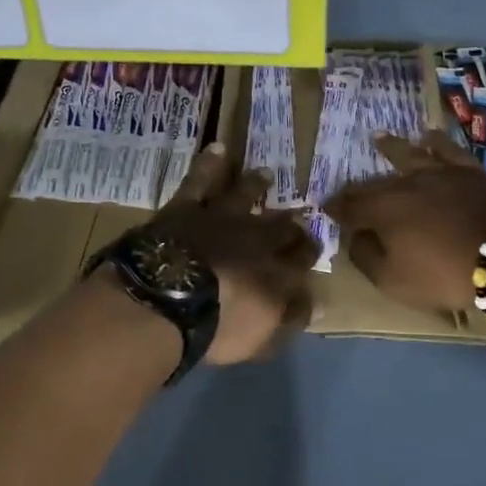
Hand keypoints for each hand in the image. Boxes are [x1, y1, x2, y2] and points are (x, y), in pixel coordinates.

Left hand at [151, 143, 318, 363]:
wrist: (168, 298)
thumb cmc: (217, 326)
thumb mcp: (261, 336)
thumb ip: (290, 319)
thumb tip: (318, 308)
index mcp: (276, 270)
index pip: (302, 256)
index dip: (308, 251)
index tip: (313, 247)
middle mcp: (255, 237)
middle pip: (279, 224)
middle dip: (290, 219)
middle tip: (299, 210)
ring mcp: (221, 218)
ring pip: (244, 194)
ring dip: (256, 185)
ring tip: (266, 174)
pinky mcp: (187, 208)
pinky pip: (200, 181)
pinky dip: (209, 164)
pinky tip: (217, 149)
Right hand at [325, 131, 485, 315]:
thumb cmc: (445, 274)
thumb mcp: (394, 280)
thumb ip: (367, 258)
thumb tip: (355, 238)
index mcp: (382, 211)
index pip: (349, 207)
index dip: (335, 209)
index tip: (325, 208)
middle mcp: (404, 184)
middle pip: (374, 183)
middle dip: (357, 187)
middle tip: (347, 188)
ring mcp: (438, 173)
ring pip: (407, 156)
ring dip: (391, 148)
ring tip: (379, 139)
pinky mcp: (468, 170)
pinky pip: (448, 149)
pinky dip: (436, 141)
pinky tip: (429, 135)